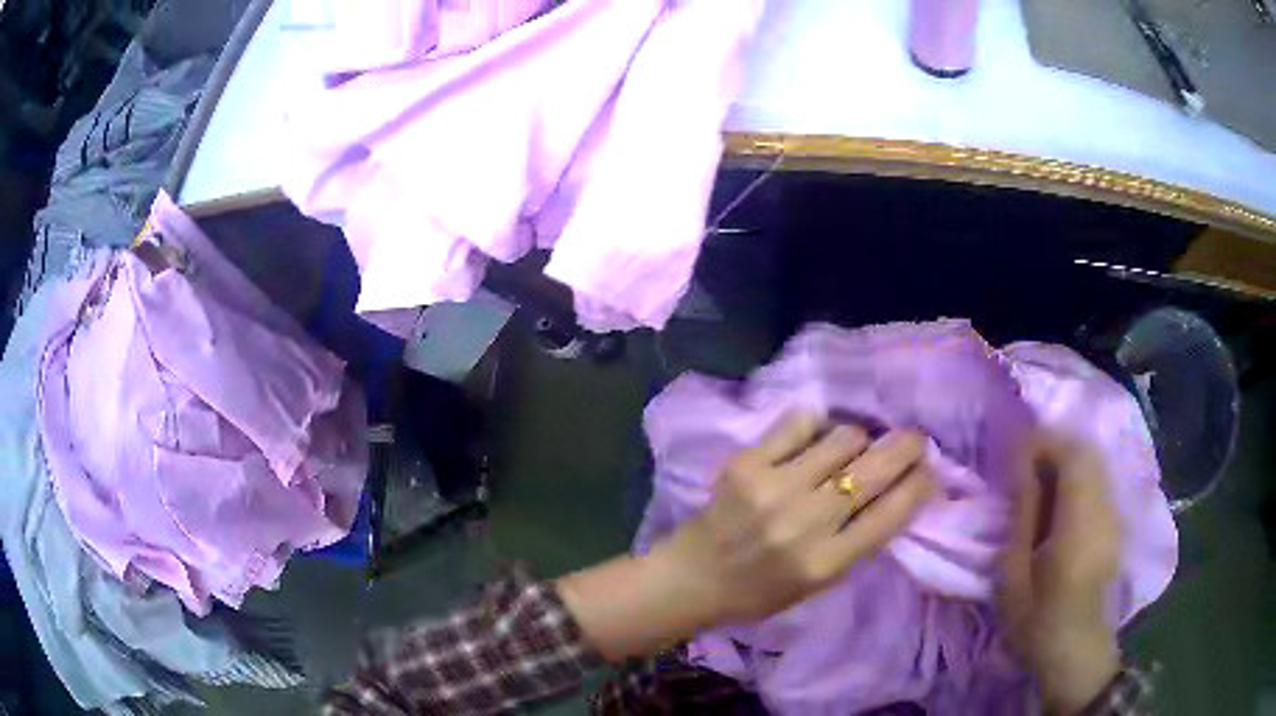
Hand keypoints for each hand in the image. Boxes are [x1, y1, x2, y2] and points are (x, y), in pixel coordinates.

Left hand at [559, 413, 934, 659]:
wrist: (693, 578)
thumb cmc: (761, 591)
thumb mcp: (820, 583)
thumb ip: (860, 541)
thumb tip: (900, 489)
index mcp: (826, 563)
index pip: (892, 512)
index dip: (921, 483)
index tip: (929, 470)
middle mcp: (806, 523)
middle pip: (875, 467)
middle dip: (907, 446)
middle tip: (912, 440)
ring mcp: (774, 488)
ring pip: (845, 436)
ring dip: (858, 439)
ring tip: (849, 450)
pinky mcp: (746, 463)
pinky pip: (800, 422)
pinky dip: (816, 426)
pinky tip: (813, 439)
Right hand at [999, 435, 1122, 714]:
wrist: (1077, 651)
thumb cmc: (1039, 620)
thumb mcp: (1015, 576)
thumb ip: (1022, 516)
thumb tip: (1022, 468)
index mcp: (1080, 520)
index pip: (1071, 453)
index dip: (1042, 443)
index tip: (1014, 454)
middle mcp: (1104, 507)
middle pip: (1086, 451)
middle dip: (1054, 448)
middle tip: (1023, 469)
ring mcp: (1114, 514)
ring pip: (1094, 464)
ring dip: (1066, 463)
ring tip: (1038, 486)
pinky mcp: (1115, 523)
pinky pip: (1098, 482)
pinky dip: (1077, 479)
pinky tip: (1058, 504)